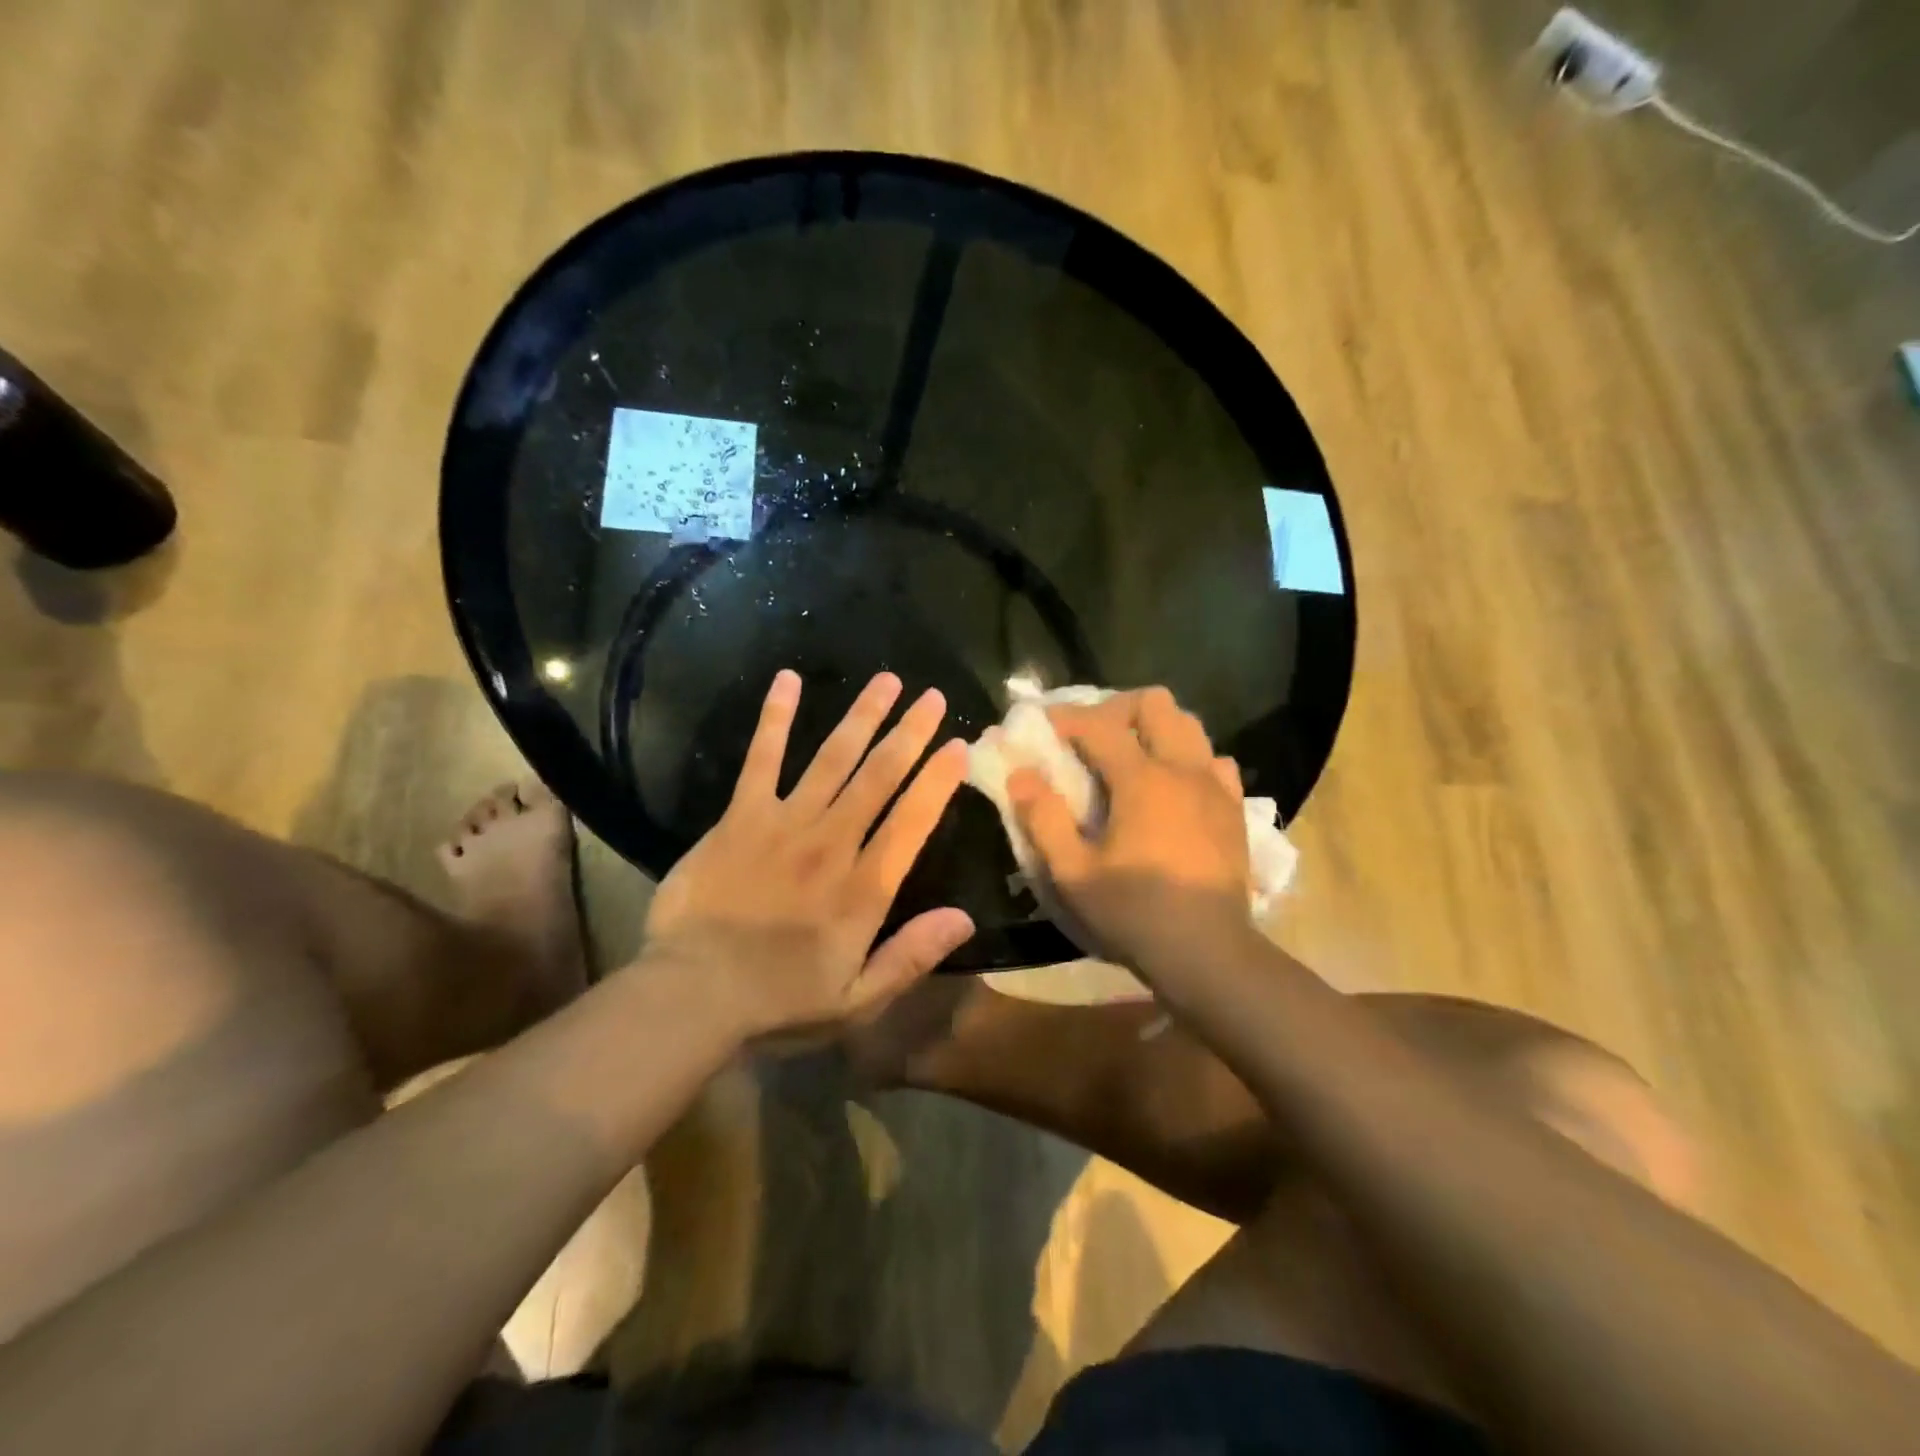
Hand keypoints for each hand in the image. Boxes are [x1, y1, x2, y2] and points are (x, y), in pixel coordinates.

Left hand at [643, 669, 974, 1038]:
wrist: (692, 993)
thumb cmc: (778, 1000)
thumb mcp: (856, 1000)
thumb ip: (910, 957)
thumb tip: (964, 919)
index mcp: (862, 888)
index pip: (911, 822)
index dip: (938, 782)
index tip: (959, 746)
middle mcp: (831, 844)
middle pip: (878, 777)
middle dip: (909, 733)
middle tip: (932, 696)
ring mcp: (783, 824)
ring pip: (832, 758)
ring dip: (861, 716)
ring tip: (887, 680)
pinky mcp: (740, 816)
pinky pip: (762, 759)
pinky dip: (776, 719)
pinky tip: (788, 680)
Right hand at [1008, 687, 1254, 976]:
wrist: (1208, 953)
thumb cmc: (1134, 913)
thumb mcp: (1073, 873)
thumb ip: (1043, 818)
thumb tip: (1021, 774)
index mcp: (1142, 779)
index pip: (1099, 724)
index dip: (1066, 716)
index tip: (1043, 724)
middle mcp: (1183, 769)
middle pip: (1154, 703)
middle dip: (1116, 708)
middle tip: (1091, 736)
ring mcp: (1215, 787)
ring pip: (1189, 725)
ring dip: (1154, 728)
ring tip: (1130, 756)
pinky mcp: (1234, 809)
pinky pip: (1213, 761)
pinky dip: (1188, 759)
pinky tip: (1172, 787)